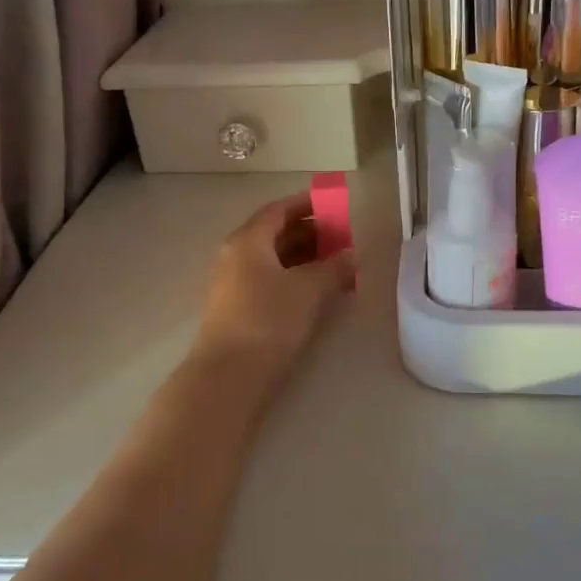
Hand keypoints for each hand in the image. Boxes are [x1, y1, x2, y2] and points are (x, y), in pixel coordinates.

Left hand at [192, 192, 354, 390]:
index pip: (278, 211)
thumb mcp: (308, 290)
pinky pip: (269, 281)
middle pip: (274, 234)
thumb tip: (351, 255)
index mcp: (248, 240)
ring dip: (304, 258)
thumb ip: (333, 268)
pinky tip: (316, 292)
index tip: (332, 205)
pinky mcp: (237, 310)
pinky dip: (294, 279)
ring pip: (273, 260)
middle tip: (341, 238)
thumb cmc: (268, 320)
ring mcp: (233, 284)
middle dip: (309, 233)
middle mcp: (235, 256)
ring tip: (336, 265)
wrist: (228, 375)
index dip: (306, 205)